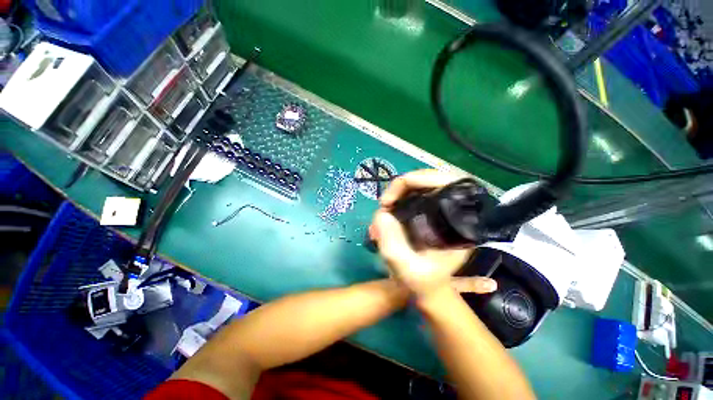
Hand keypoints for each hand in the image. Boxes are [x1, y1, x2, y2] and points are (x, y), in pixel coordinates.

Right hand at [370, 169, 496, 297]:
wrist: (430, 289)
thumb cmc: (425, 282)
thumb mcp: (408, 269)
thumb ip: (393, 245)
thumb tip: (381, 214)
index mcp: (459, 221)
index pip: (441, 181)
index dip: (411, 181)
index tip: (388, 202)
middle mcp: (454, 210)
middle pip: (428, 179)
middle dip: (400, 188)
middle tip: (383, 204)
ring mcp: (442, 210)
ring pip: (418, 186)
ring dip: (397, 195)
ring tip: (382, 211)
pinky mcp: (432, 213)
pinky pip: (414, 196)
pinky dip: (398, 201)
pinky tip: (388, 214)